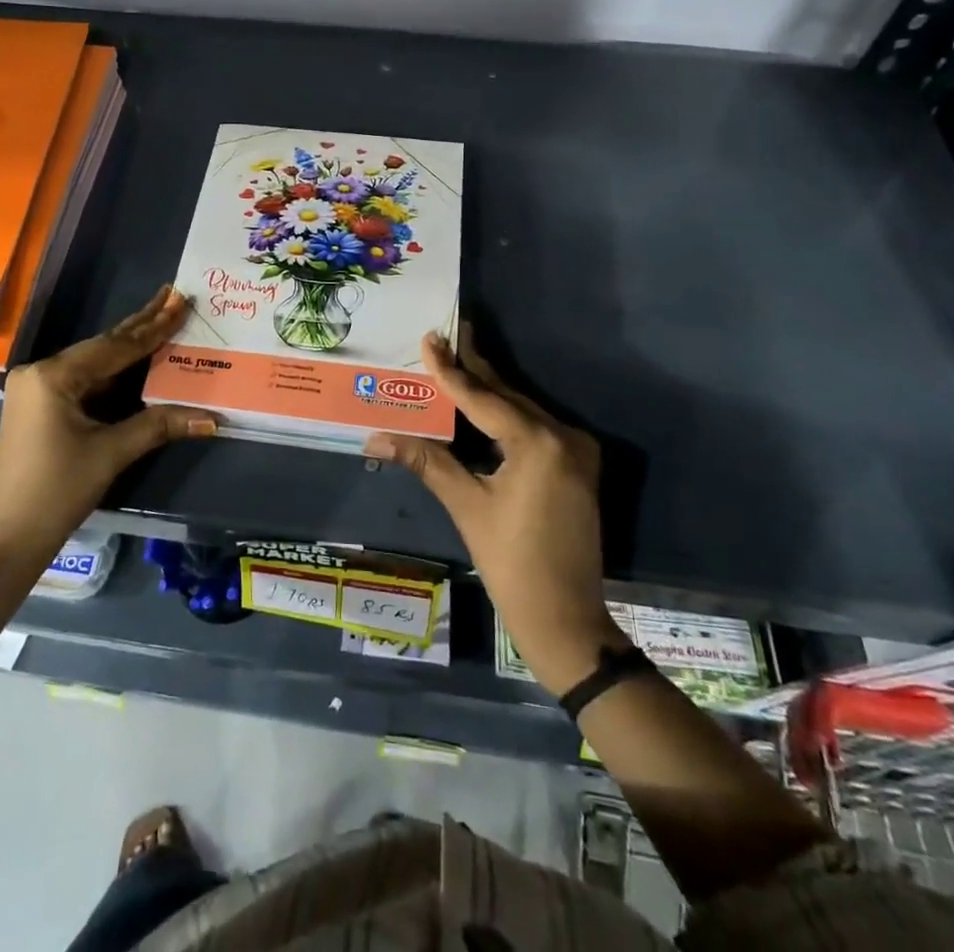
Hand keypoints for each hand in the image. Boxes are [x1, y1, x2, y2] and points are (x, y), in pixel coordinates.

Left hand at [0, 286, 215, 576]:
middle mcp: (41, 373)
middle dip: (141, 324)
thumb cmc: (57, 491)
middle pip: (102, 346)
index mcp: (53, 376)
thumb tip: (211, 418)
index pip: (115, 347)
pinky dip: (114, 371)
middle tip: (173, 296)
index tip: (181, 301)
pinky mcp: (40, 406)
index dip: (153, 327)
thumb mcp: (111, 453)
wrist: (9, 539)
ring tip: (162, 319)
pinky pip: (85, 379)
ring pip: (94, 362)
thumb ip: (159, 425)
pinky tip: (136, 358)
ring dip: (129, 346)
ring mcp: (37, 389)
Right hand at [365, 327, 618, 695]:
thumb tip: (375, 437)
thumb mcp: (467, 506)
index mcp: (539, 443)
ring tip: (458, 359)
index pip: (483, 398)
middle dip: (473, 368)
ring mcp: (576, 450)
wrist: (566, 619)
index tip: (430, 338)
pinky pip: (534, 427)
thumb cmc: (512, 564)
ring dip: (488, 389)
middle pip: (507, 396)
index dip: (451, 370)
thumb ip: (427, 460)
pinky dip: (505, 414)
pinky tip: (483, 401)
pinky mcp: (577, 465)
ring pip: (521, 409)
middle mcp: (564, 436)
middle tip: (447, 334)